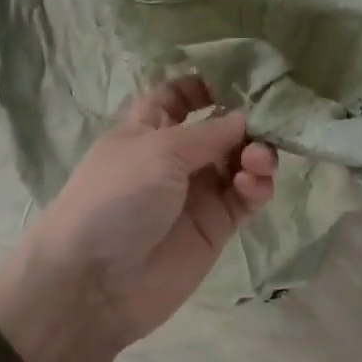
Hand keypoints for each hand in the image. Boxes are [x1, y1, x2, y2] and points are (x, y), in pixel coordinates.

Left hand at [0, 79, 277, 361]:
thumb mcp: (158, 151)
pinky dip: (256, 186)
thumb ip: (208, 133)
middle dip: (247, 122)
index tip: (243, 78)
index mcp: (149, 128)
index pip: (179, 96)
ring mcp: (197, 192)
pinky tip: (252, 185)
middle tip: (266, 126)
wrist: (95, 282)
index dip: (207, 85)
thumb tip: (245, 117)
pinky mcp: (216, 226)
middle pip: (221, 128)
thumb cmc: (116, 199)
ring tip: (256, 162)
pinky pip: (246, 197)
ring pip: (240, 161)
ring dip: (256, 154)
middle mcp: (176, 156)